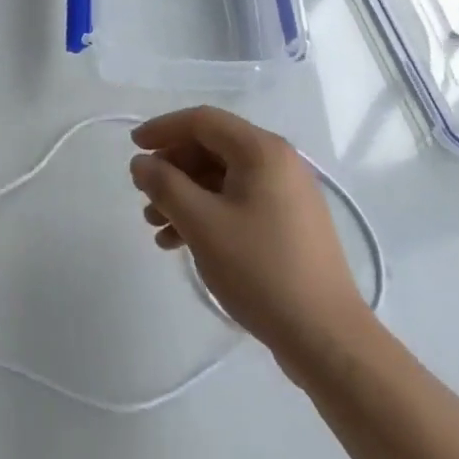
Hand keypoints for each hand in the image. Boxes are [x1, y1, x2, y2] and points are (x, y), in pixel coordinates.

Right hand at [130, 107, 371, 370]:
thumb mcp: (202, 224)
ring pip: (222, 178)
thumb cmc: (260, 270)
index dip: (163, 129)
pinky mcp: (288, 223)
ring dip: (185, 195)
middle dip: (172, 168)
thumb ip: (165, 185)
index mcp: (261, 150)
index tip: (133, 148)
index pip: (202, 121)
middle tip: (143, 194)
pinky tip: (181, 242)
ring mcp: (286, 193)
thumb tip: (141, 162)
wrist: (326, 337)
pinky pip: (238, 201)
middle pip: (212, 147)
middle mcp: (278, 161)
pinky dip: (207, 213)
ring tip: (156, 227)